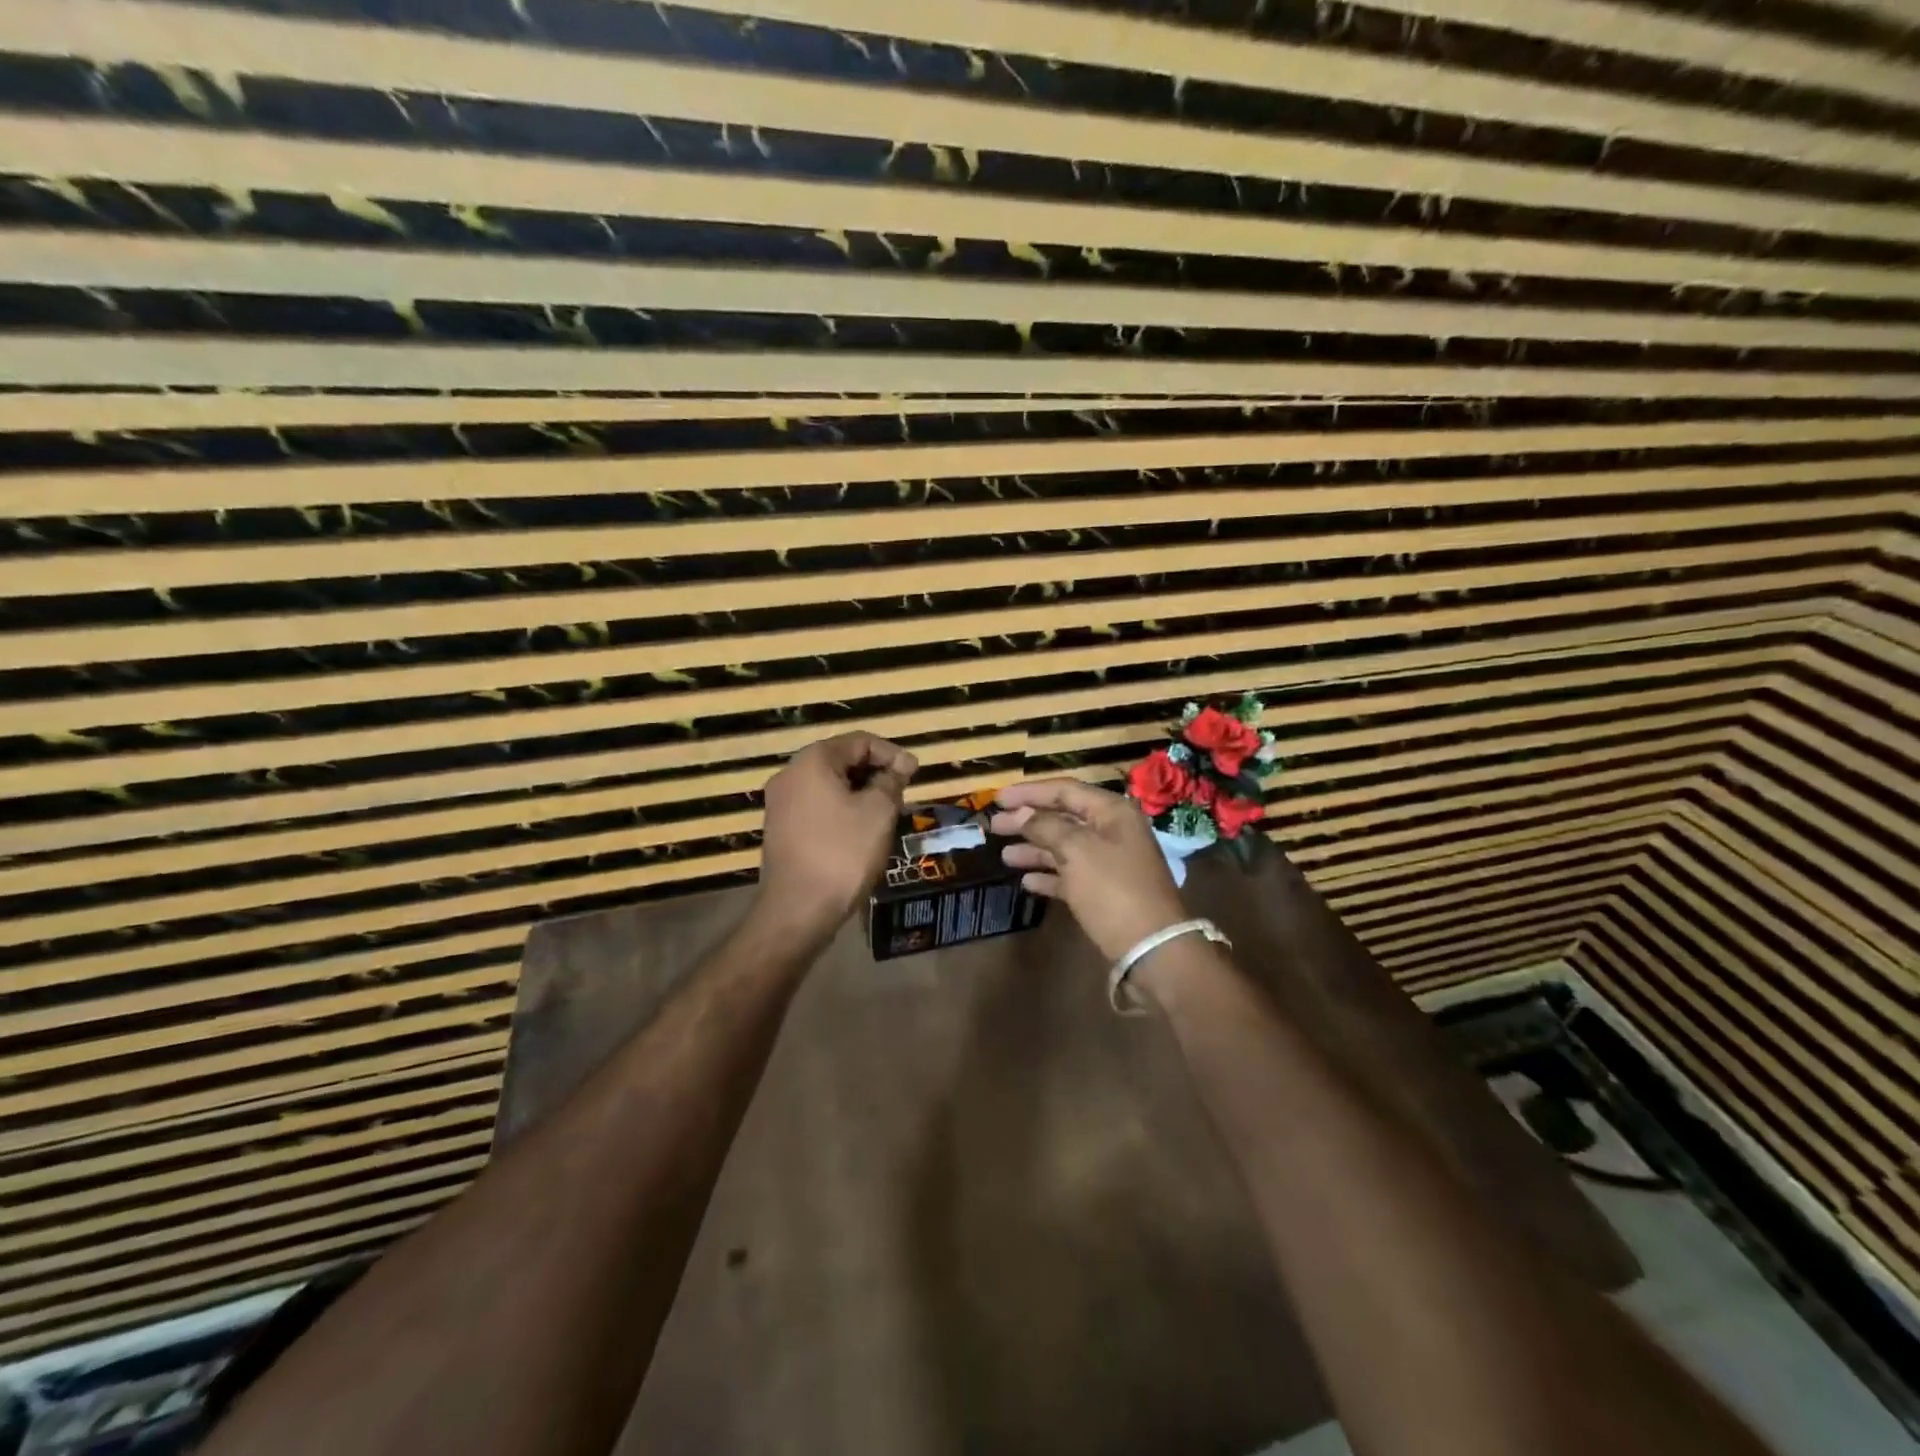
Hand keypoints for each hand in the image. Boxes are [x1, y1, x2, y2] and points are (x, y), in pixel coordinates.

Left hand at [756, 731, 916, 942]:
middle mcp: (790, 774)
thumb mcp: (879, 812)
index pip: (860, 741)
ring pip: (829, 785)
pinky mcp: (780, 829)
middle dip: (876, 772)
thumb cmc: (843, 853)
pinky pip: (817, 806)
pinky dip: (842, 810)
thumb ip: (891, 781)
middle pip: (841, 760)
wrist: (798, 910)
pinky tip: (861, 831)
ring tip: (887, 813)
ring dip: (860, 793)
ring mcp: (780, 803)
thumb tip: (899, 767)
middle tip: (903, 793)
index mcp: (812, 761)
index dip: (892, 753)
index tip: (915, 774)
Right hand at [991, 778, 1188, 962]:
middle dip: (1027, 821)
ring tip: (1004, 856)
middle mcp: (1112, 831)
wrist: (1151, 947)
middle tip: (994, 826)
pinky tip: (1026, 880)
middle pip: (1063, 818)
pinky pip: (1071, 875)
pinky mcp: (1105, 892)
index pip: (1065, 790)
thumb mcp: (1077, 850)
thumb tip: (1022, 813)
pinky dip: (1049, 875)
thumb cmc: (1113, 889)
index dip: (1029, 792)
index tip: (997, 799)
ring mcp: (1110, 863)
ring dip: (1034, 849)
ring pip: (1065, 847)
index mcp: (1112, 812)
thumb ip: (1046, 826)